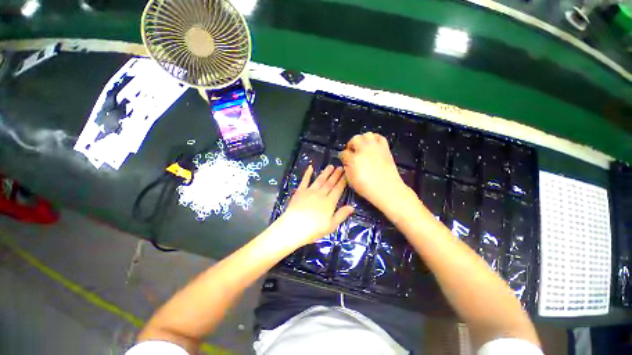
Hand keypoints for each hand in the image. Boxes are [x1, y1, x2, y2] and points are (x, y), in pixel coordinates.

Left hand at [278, 165, 353, 246]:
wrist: (293, 228)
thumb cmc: (313, 229)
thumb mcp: (331, 226)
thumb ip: (341, 215)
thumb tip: (352, 207)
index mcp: (329, 202)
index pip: (338, 189)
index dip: (342, 182)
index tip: (346, 175)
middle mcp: (321, 194)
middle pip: (330, 183)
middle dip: (335, 175)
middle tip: (340, 167)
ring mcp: (310, 191)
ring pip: (320, 180)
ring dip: (325, 173)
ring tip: (330, 166)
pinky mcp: (300, 191)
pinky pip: (305, 180)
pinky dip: (307, 173)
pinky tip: (310, 167)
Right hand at [340, 132, 408, 209]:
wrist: (387, 189)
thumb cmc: (367, 188)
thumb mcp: (351, 180)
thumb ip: (347, 168)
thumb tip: (346, 161)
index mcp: (354, 159)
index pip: (344, 153)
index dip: (343, 156)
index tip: (344, 159)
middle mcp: (364, 150)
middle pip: (354, 139)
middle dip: (351, 145)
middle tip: (352, 151)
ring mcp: (375, 148)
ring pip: (367, 135)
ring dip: (362, 139)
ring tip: (362, 146)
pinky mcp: (385, 148)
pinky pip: (379, 137)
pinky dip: (374, 139)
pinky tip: (373, 145)